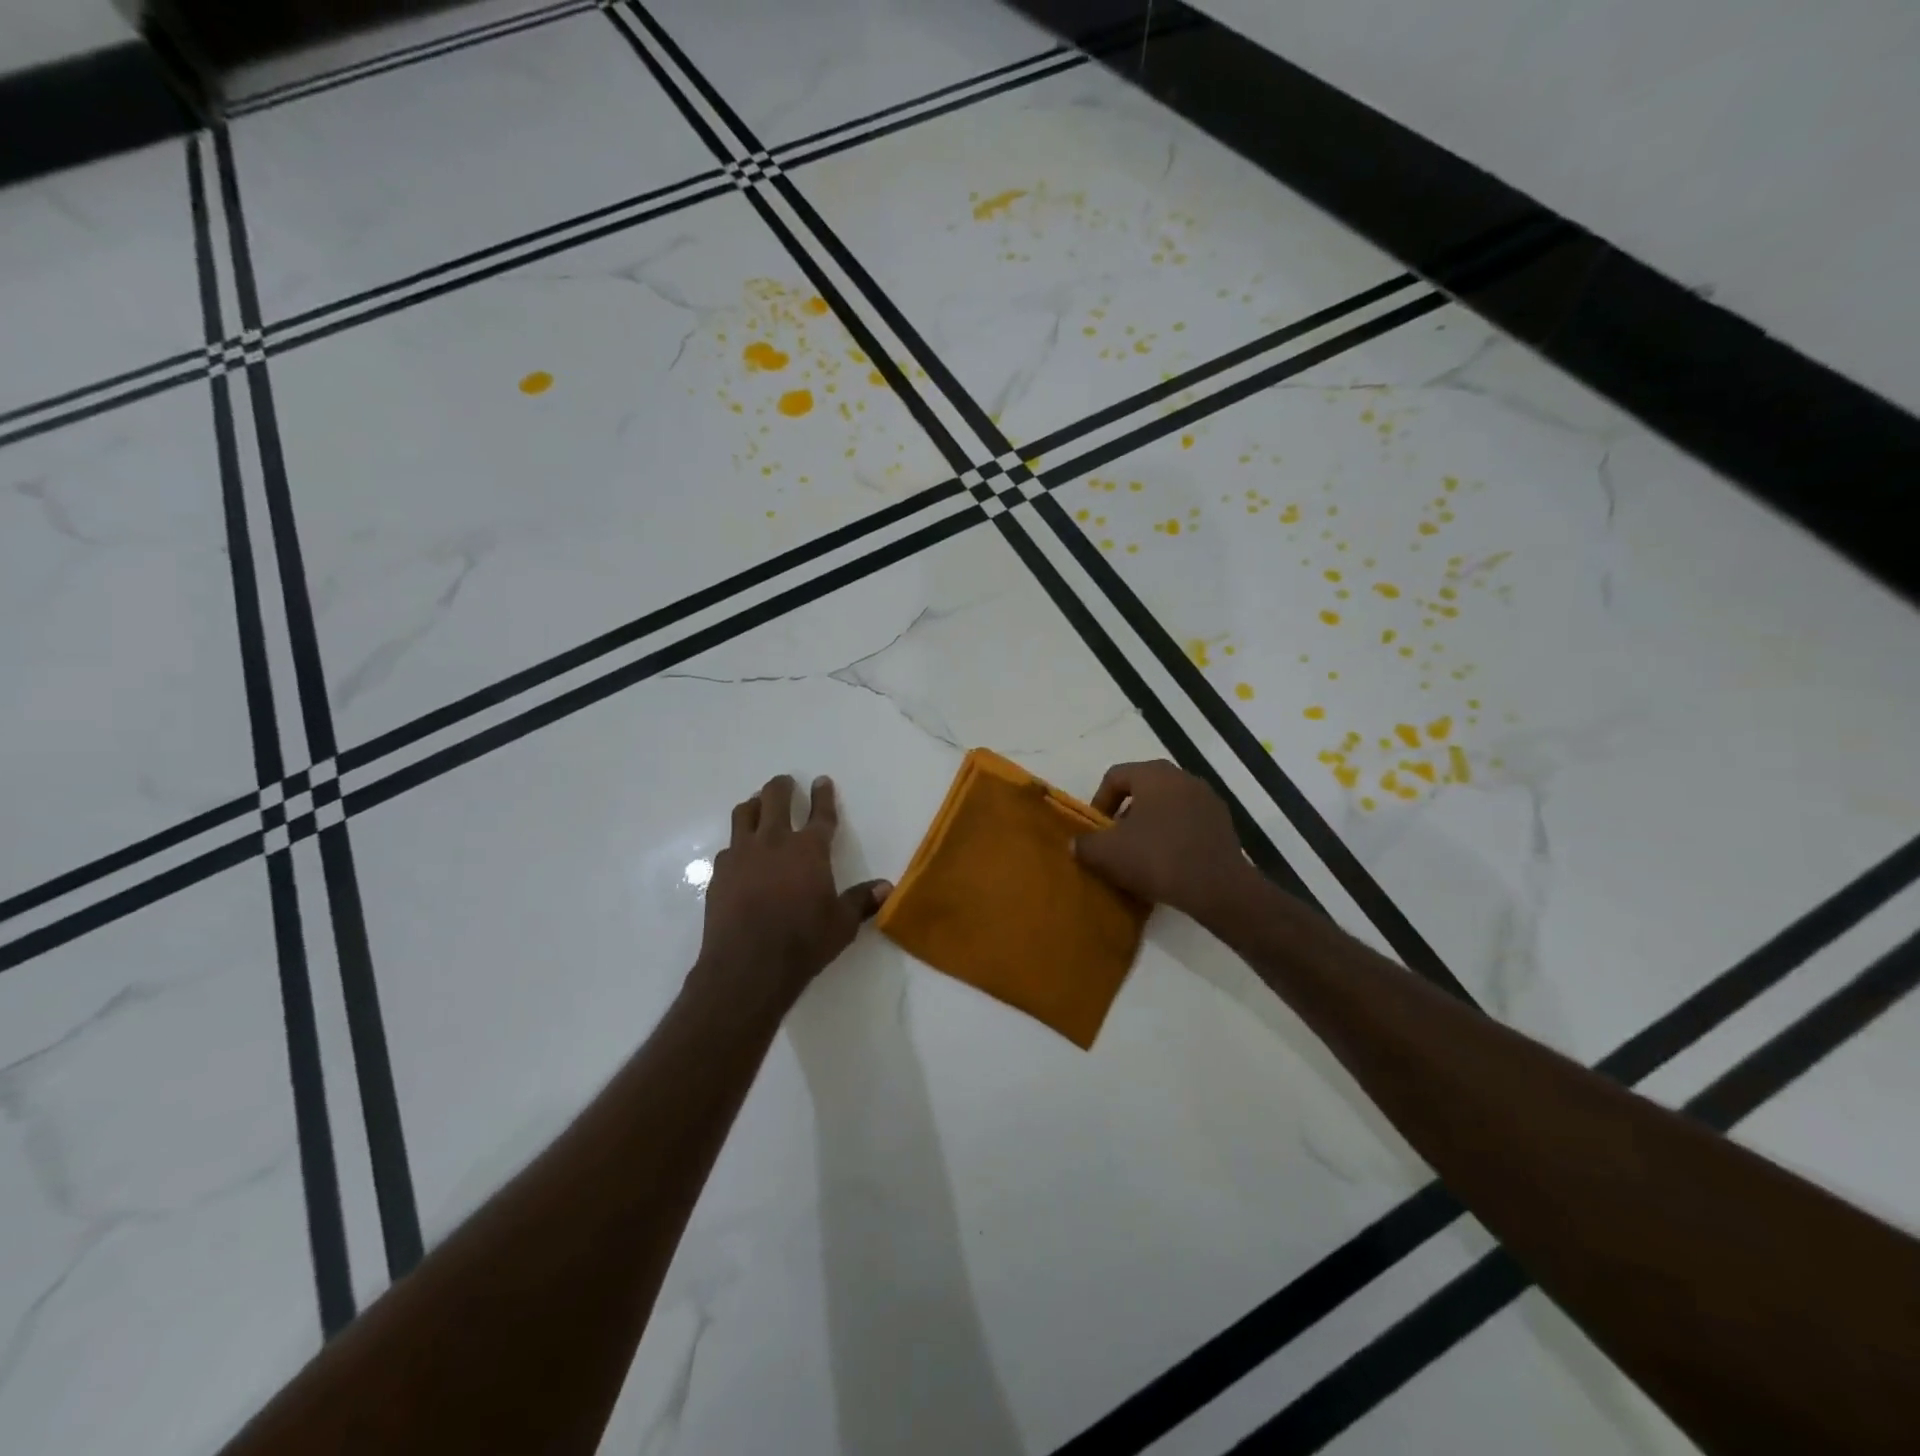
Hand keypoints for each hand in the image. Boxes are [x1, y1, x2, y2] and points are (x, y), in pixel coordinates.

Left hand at [694, 774, 889, 1009]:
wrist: (747, 967)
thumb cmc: (803, 943)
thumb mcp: (842, 924)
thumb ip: (862, 901)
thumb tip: (887, 887)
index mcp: (809, 850)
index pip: (820, 813)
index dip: (823, 795)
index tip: (822, 781)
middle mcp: (774, 842)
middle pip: (776, 799)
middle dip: (782, 787)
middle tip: (786, 783)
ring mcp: (742, 855)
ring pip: (745, 814)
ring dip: (755, 805)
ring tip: (759, 805)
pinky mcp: (719, 873)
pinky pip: (728, 847)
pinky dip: (737, 843)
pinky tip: (740, 855)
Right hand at [1074, 760, 1252, 918]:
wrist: (1217, 888)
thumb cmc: (1157, 858)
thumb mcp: (1107, 853)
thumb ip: (1085, 844)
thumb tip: (1076, 844)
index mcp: (1153, 774)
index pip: (1115, 776)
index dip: (1099, 801)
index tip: (1096, 829)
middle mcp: (1182, 777)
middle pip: (1143, 788)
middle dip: (1125, 813)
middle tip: (1116, 840)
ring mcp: (1207, 798)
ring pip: (1167, 805)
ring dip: (1150, 823)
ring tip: (1141, 853)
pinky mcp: (1223, 822)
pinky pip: (1188, 821)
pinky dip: (1174, 834)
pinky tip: (1168, 861)